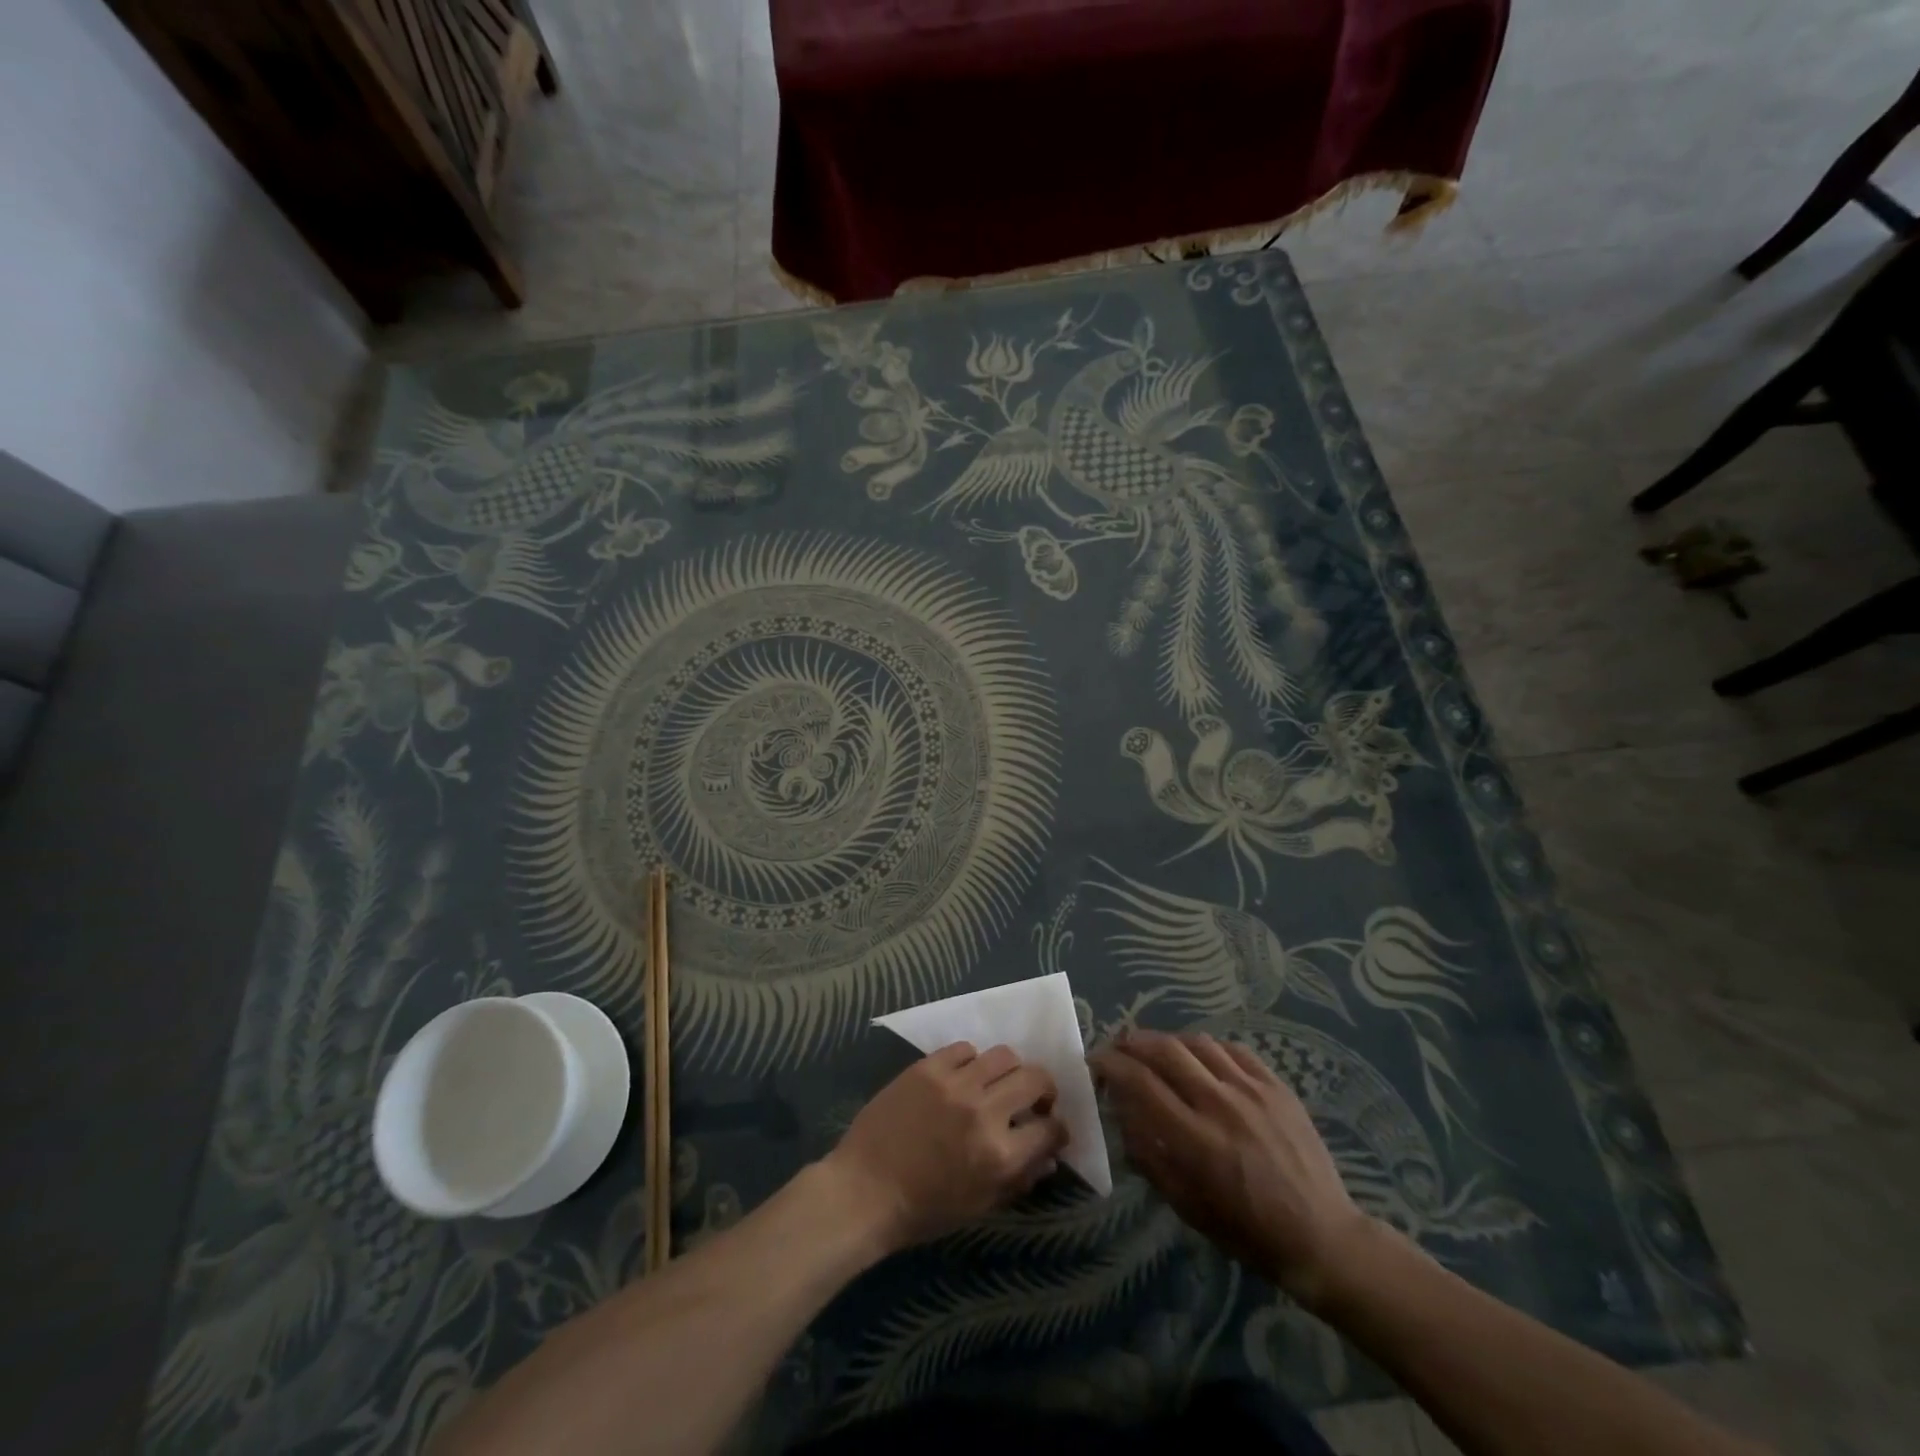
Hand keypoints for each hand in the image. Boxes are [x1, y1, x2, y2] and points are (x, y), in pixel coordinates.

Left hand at [822, 1042, 1068, 1255]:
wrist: (864, 1190)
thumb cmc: (923, 1210)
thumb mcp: (979, 1206)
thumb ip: (1019, 1179)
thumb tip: (1049, 1157)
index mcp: (1000, 1155)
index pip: (1050, 1128)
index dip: (1057, 1128)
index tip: (1051, 1127)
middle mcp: (983, 1111)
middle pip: (1034, 1078)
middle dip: (1043, 1090)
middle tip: (1033, 1099)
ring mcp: (954, 1084)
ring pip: (1003, 1055)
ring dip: (1009, 1071)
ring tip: (997, 1083)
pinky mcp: (928, 1067)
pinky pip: (964, 1049)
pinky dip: (971, 1061)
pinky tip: (963, 1077)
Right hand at [1093, 1029, 1374, 1308]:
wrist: (1322, 1237)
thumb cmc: (1247, 1231)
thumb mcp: (1185, 1205)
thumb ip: (1147, 1154)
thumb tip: (1122, 1111)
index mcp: (1195, 1140)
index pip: (1140, 1082)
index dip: (1111, 1065)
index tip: (1096, 1063)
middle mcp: (1220, 1104)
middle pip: (1164, 1050)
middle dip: (1132, 1043)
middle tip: (1118, 1048)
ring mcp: (1252, 1091)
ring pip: (1197, 1043)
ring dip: (1167, 1041)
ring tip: (1156, 1051)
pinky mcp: (1277, 1086)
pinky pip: (1232, 1050)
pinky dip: (1206, 1048)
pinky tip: (1199, 1059)